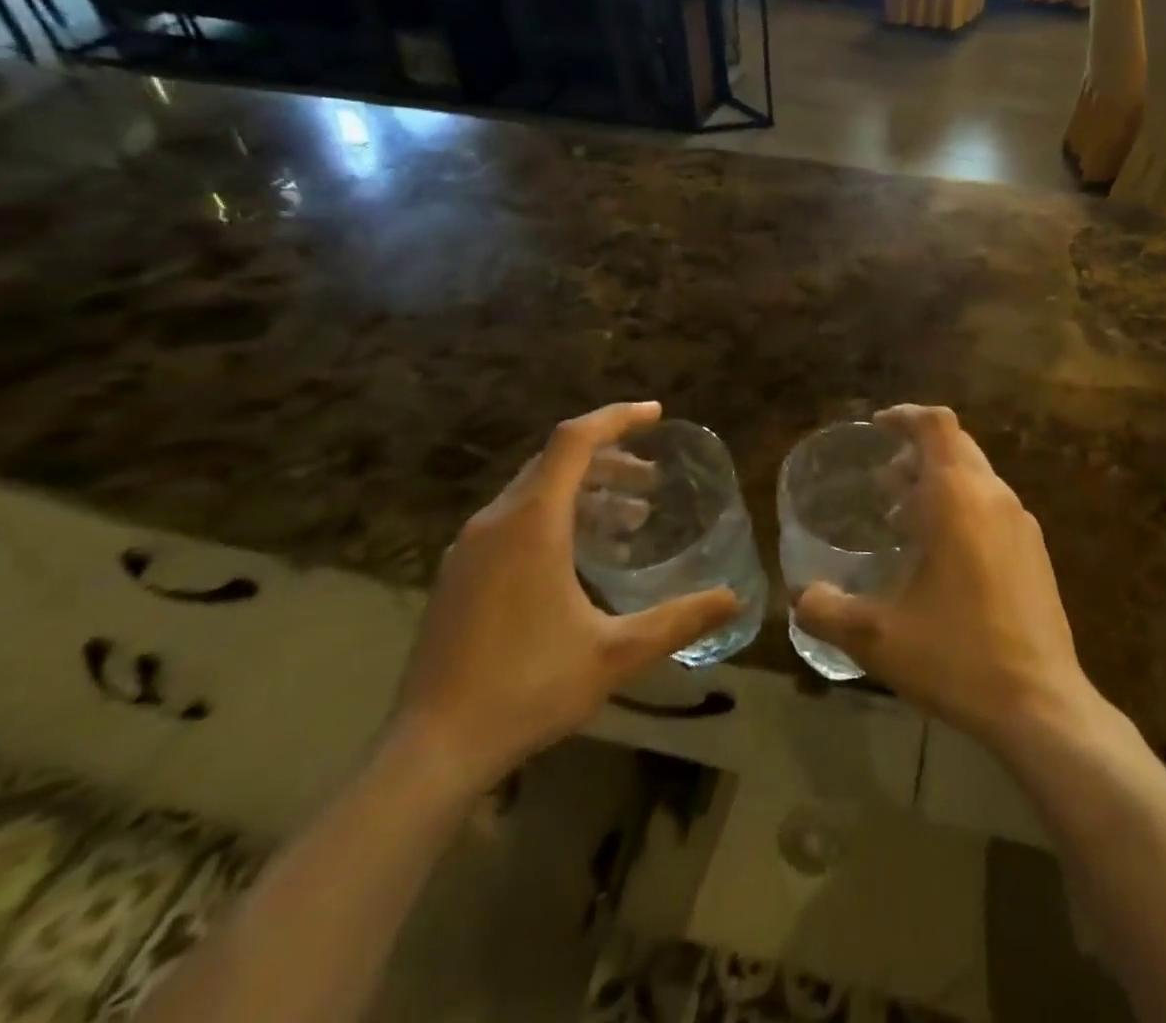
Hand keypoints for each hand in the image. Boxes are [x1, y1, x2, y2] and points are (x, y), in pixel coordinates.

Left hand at [388, 402, 739, 798]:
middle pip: (556, 462)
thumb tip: (735, 600)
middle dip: (609, 461)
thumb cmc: (527, 688)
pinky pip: (514, 520)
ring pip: (533, 491)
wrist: (430, 751)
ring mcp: (470, 547)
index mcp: (532, 522)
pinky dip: (555, 517)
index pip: (575, 440)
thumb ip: (679, 620)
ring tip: (628, 520)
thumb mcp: (615, 654)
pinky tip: (580, 558)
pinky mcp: (458, 574)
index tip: (656, 415)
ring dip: (584, 492)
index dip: (617, 418)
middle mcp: (496, 521)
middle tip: (651, 482)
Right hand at [794, 405, 1096, 753]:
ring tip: (903, 523)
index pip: (937, 425)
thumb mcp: (877, 638)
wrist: (1041, 705)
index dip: (905, 416)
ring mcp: (1022, 524)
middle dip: (915, 454)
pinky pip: (992, 506)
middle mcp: (995, 497)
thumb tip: (800, 597)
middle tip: (882, 486)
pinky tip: (941, 558)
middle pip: (955, 446)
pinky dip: (962, 508)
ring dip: (938, 483)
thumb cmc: (957, 657)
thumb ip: (827, 611)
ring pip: (976, 476)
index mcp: (960, 498)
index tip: (877, 427)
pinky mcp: (1035, 552)